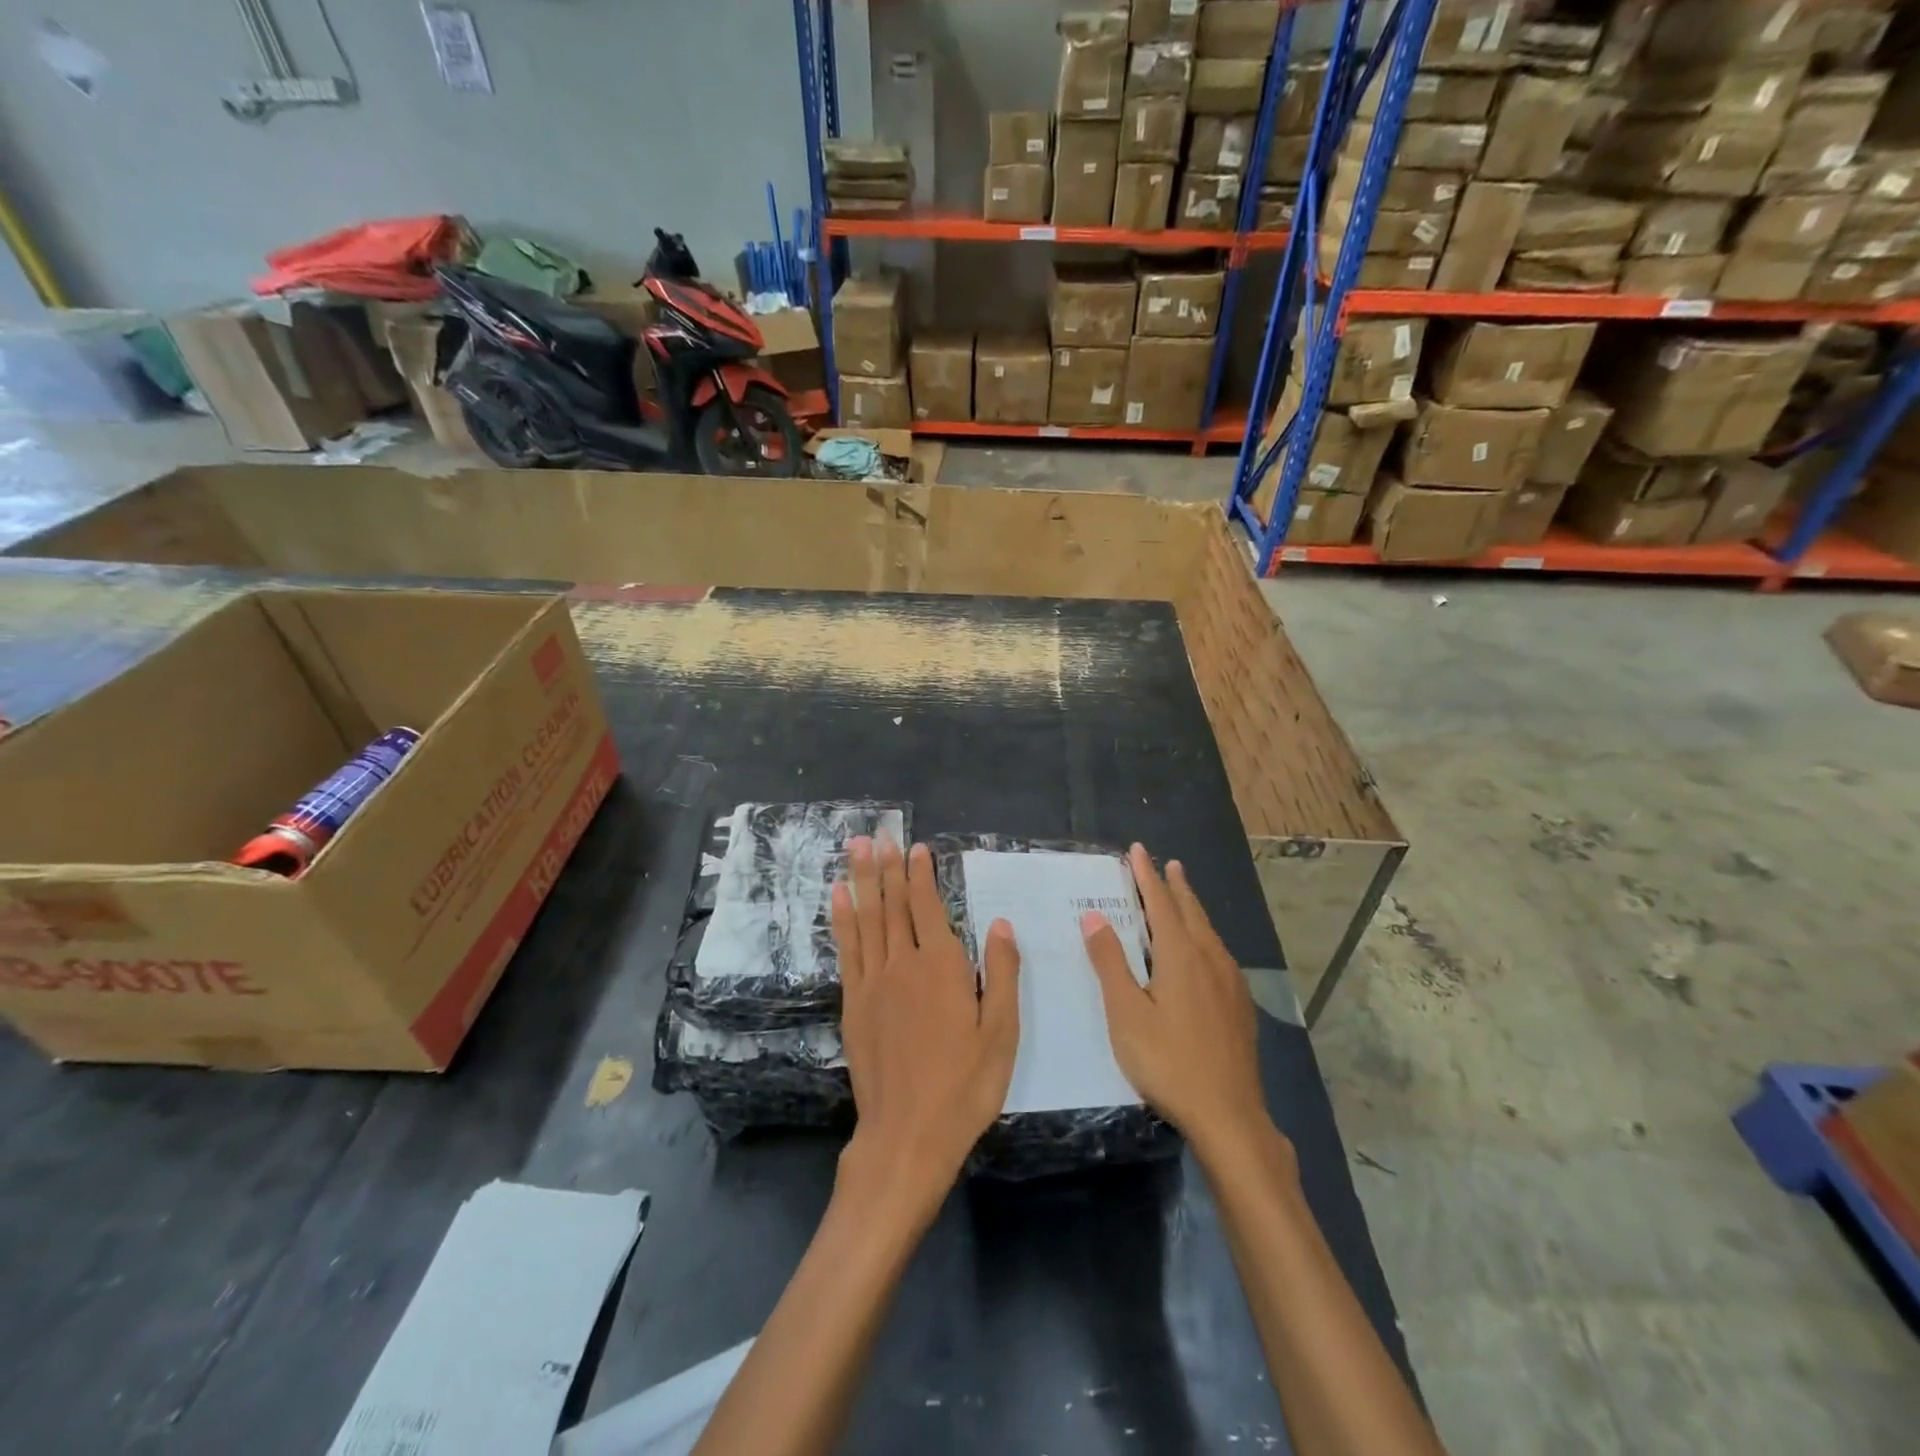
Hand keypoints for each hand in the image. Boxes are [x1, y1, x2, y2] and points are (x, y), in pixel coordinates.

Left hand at [830, 837, 1019, 1220]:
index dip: (921, 874)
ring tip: (855, 848)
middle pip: (893, 904)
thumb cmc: (965, 1086)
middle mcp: (904, 964)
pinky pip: (847, 949)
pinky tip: (839, 898)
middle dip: (886, 866)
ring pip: (867, 918)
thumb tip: (1000, 924)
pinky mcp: (854, 1002)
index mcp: (943, 967)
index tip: (915, 847)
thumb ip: (1003, 974)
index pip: (928, 907)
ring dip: (861, 879)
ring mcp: (873, 982)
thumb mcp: (1002, 1033)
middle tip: (878, 833)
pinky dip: (843, 918)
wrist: (908, 1134)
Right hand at [1082, 845, 1274, 1164]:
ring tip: (1183, 897)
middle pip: (1191, 912)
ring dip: (1192, 909)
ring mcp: (1230, 983)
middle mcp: (1210, 959)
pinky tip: (1205, 952)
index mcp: (1180, 956)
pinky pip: (1219, 954)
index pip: (1161, 904)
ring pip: (1209, 932)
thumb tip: (1095, 916)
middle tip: (1167, 864)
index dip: (1147, 876)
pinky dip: (1204, 936)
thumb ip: (1110, 962)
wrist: (1229, 1115)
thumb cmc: (1167, 1062)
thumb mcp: (1126, 1013)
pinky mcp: (1240, 1006)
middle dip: (1175, 886)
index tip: (1138, 850)